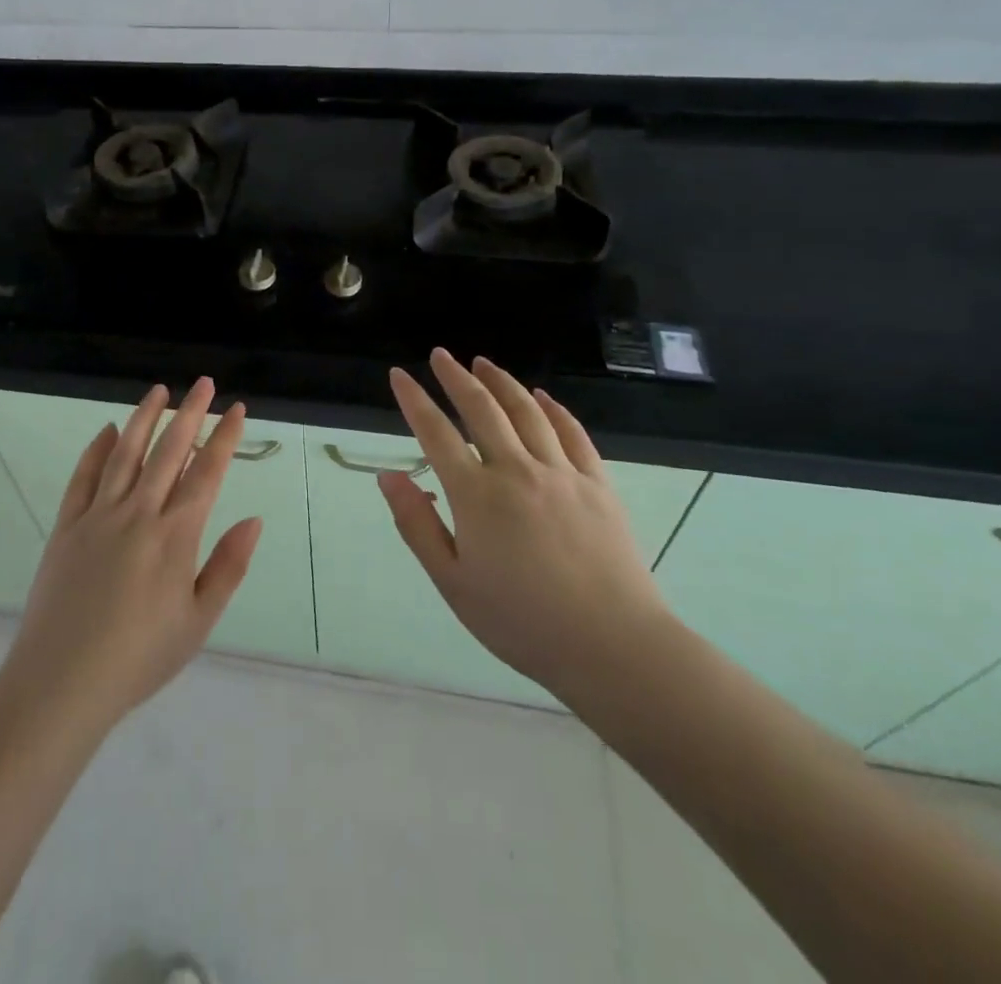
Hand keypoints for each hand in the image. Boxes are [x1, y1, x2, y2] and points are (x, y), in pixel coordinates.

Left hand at [0, 378, 262, 733]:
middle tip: (204, 383)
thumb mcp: (199, 621)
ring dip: (145, 418)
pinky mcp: (67, 526)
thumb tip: (253, 519)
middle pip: (169, 451)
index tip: (236, 408)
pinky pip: (83, 477)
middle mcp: (139, 513)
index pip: (207, 472)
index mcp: (175, 536)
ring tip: (159, 390)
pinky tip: (108, 430)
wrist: (62, 682)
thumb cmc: (140, 657)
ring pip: (126, 453)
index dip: (224, 437)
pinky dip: (97, 450)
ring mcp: (99, 516)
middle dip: (190, 412)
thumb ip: (228, 567)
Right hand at [380, 350, 672, 705]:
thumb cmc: (521, 621)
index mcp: (476, 495)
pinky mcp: (598, 483)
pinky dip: (553, 409)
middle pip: (482, 409)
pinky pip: (572, 433)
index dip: (414, 400)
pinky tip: (541, 397)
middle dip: (456, 377)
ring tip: (482, 363)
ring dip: (501, 382)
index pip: (436, 433)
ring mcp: (562, 473)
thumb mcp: (453, 583)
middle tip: (440, 355)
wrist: (612, 645)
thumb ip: (417, 525)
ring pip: (526, 411)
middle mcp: (516, 470)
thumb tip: (388, 476)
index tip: (399, 375)